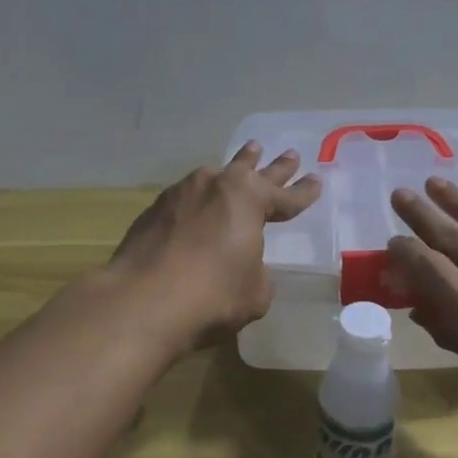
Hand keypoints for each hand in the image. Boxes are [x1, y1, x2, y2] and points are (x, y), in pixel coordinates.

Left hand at [107, 143, 321, 343]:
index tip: (316, 180)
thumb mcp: (255, 291)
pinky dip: (199, 201)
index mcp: (249, 200)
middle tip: (289, 155)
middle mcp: (215, 186)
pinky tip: (199, 204)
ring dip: (232, 171)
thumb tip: (244, 267)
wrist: (141, 302)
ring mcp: (180, 195)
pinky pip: (186, 198)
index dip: (304, 192)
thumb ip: (256, 272)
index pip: (286, 197)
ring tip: (244, 160)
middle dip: (274, 166)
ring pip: (214, 177)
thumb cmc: (212, 295)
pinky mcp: (153, 211)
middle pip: (252, 171)